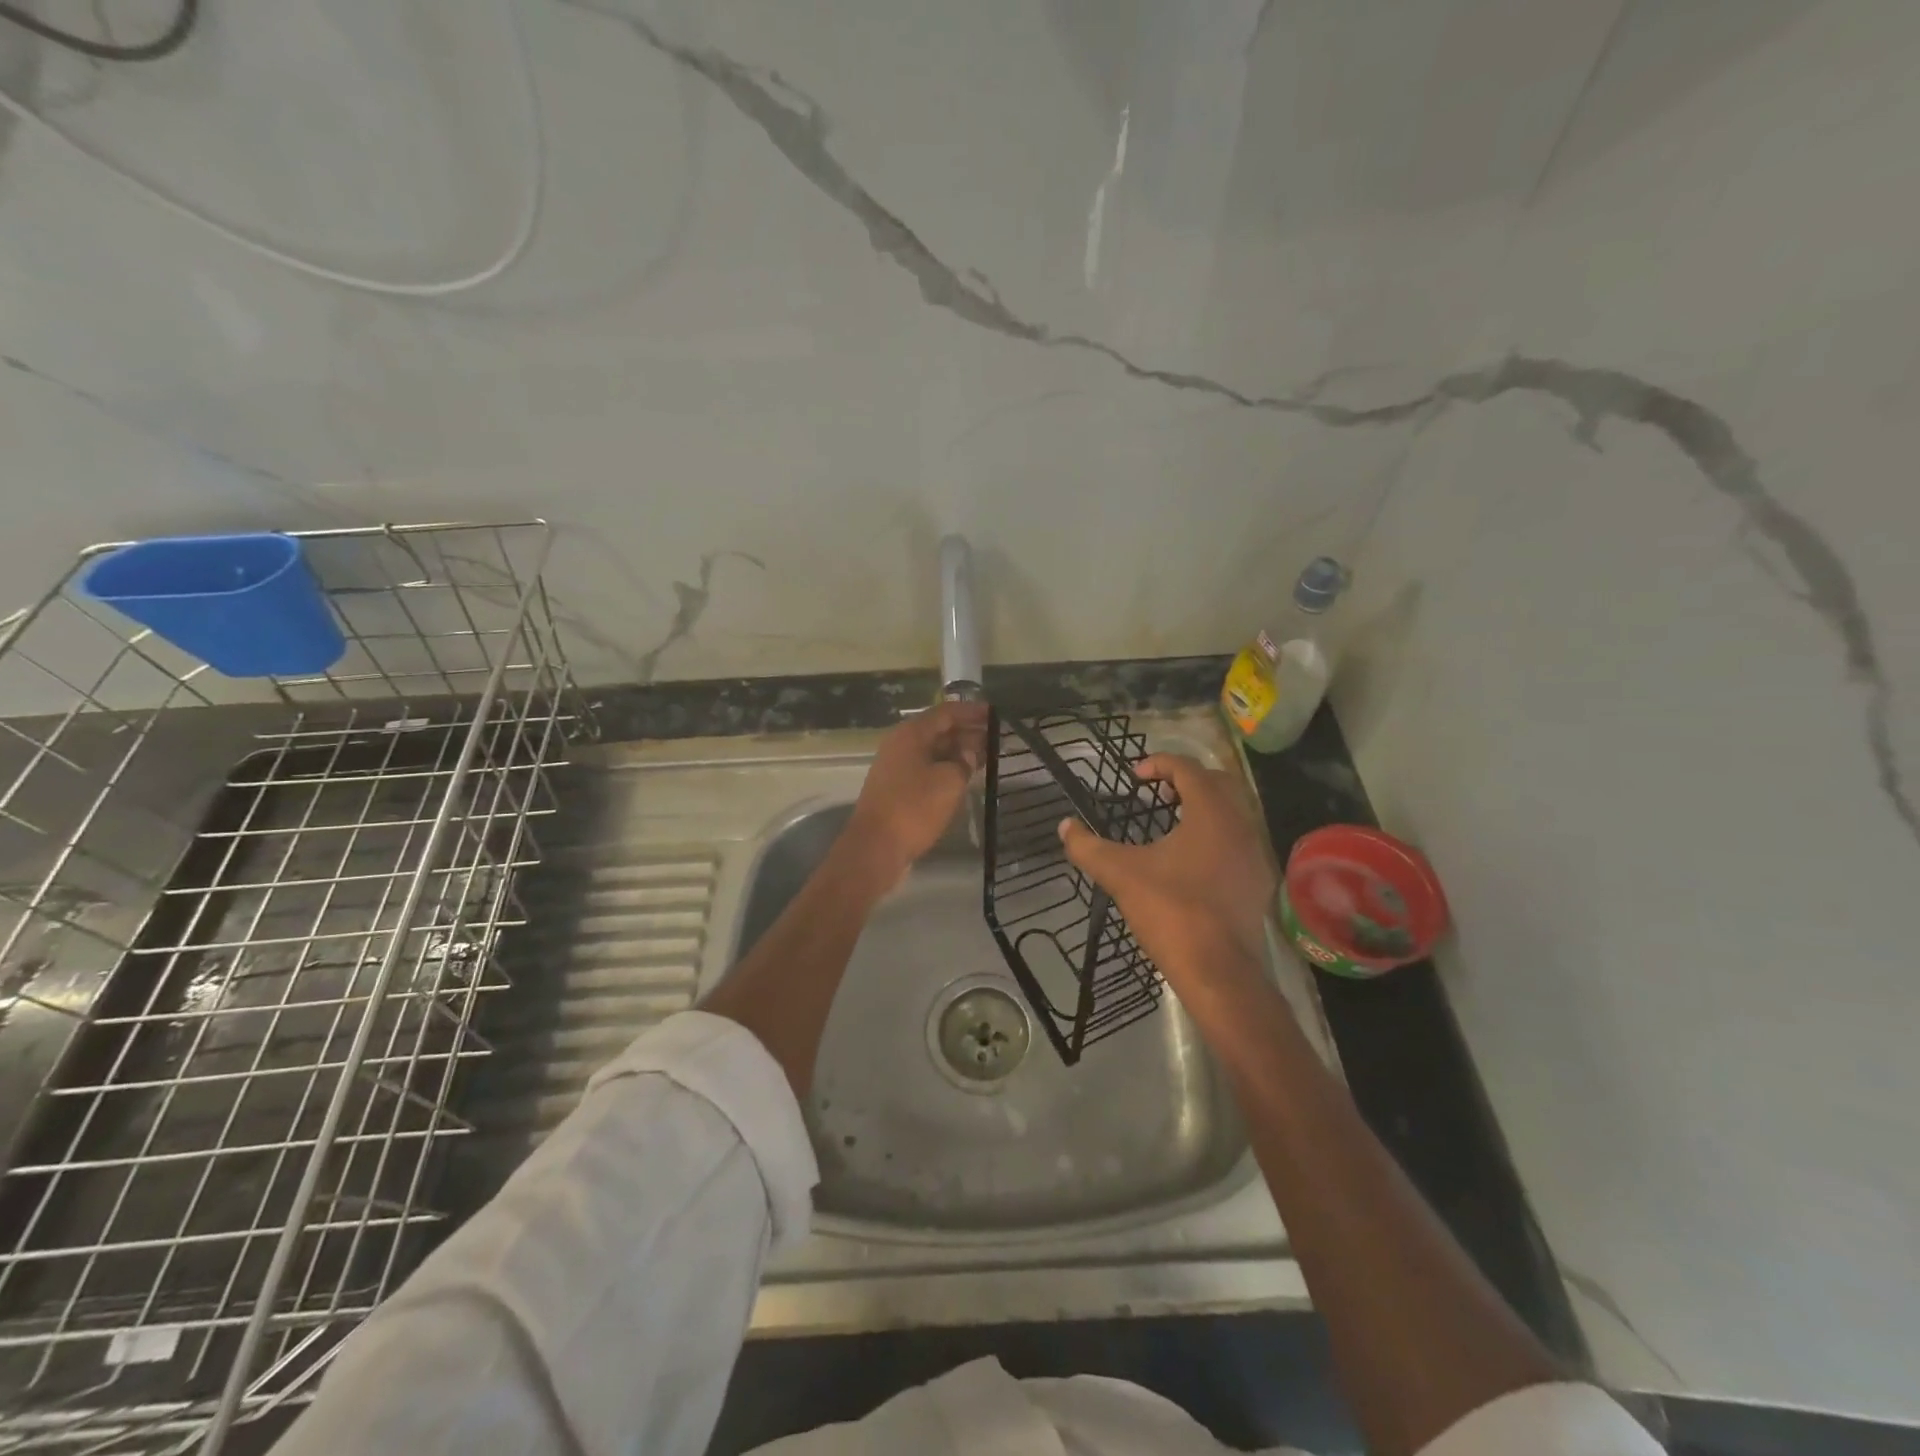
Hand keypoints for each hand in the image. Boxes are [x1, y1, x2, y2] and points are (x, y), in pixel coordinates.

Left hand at [845, 700, 987, 881]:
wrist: (876, 846)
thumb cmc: (914, 808)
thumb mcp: (949, 781)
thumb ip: (964, 762)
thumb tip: (969, 753)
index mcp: (911, 734)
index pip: (946, 712)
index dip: (972, 711)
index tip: (997, 714)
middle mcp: (901, 744)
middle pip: (939, 730)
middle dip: (968, 731)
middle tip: (998, 737)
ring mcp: (897, 767)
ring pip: (934, 751)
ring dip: (959, 751)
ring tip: (988, 756)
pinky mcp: (897, 788)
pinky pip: (927, 769)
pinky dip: (947, 768)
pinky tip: (965, 777)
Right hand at [1058, 754, 1275, 1012]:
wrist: (1219, 971)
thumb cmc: (1170, 910)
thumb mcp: (1120, 874)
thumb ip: (1088, 847)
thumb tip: (1065, 827)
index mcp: (1211, 812)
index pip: (1188, 768)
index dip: (1159, 764)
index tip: (1134, 776)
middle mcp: (1241, 824)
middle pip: (1217, 783)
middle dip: (1185, 781)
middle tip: (1156, 795)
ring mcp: (1255, 853)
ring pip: (1232, 812)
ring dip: (1202, 807)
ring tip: (1170, 824)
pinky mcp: (1258, 880)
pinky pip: (1238, 840)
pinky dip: (1215, 834)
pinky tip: (1190, 860)